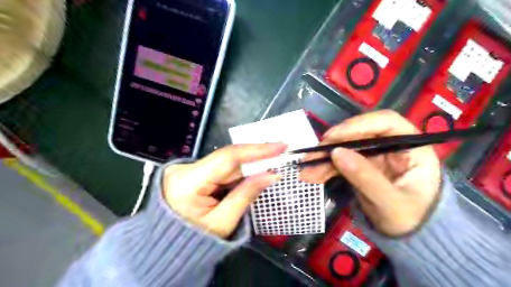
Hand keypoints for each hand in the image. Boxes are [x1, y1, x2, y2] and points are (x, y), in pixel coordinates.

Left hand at [163, 144, 285, 237]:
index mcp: (188, 182)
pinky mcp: (194, 171)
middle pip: (228, 158)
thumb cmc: (196, 241)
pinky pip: (223, 168)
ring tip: (272, 163)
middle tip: (282, 153)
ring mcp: (189, 168)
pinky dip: (240, 171)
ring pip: (227, 162)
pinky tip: (255, 172)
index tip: (280, 146)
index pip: (227, 158)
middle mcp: (186, 169)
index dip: (255, 150)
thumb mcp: (224, 222)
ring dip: (250, 165)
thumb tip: (271, 175)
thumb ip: (247, 194)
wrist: (171, 246)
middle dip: (256, 158)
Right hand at [300, 110, 440, 235]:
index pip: (385, 122)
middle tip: (312, 156)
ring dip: (324, 159)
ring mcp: (375, 154)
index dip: (357, 125)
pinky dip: (326, 168)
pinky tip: (312, 176)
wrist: (410, 237)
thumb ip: (365, 177)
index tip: (332, 137)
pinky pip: (341, 161)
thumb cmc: (410, 219)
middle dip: (333, 145)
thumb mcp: (390, 202)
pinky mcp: (362, 164)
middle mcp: (392, 145)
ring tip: (306, 172)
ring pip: (346, 147)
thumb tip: (336, 153)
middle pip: (359, 134)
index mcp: (411, 147)